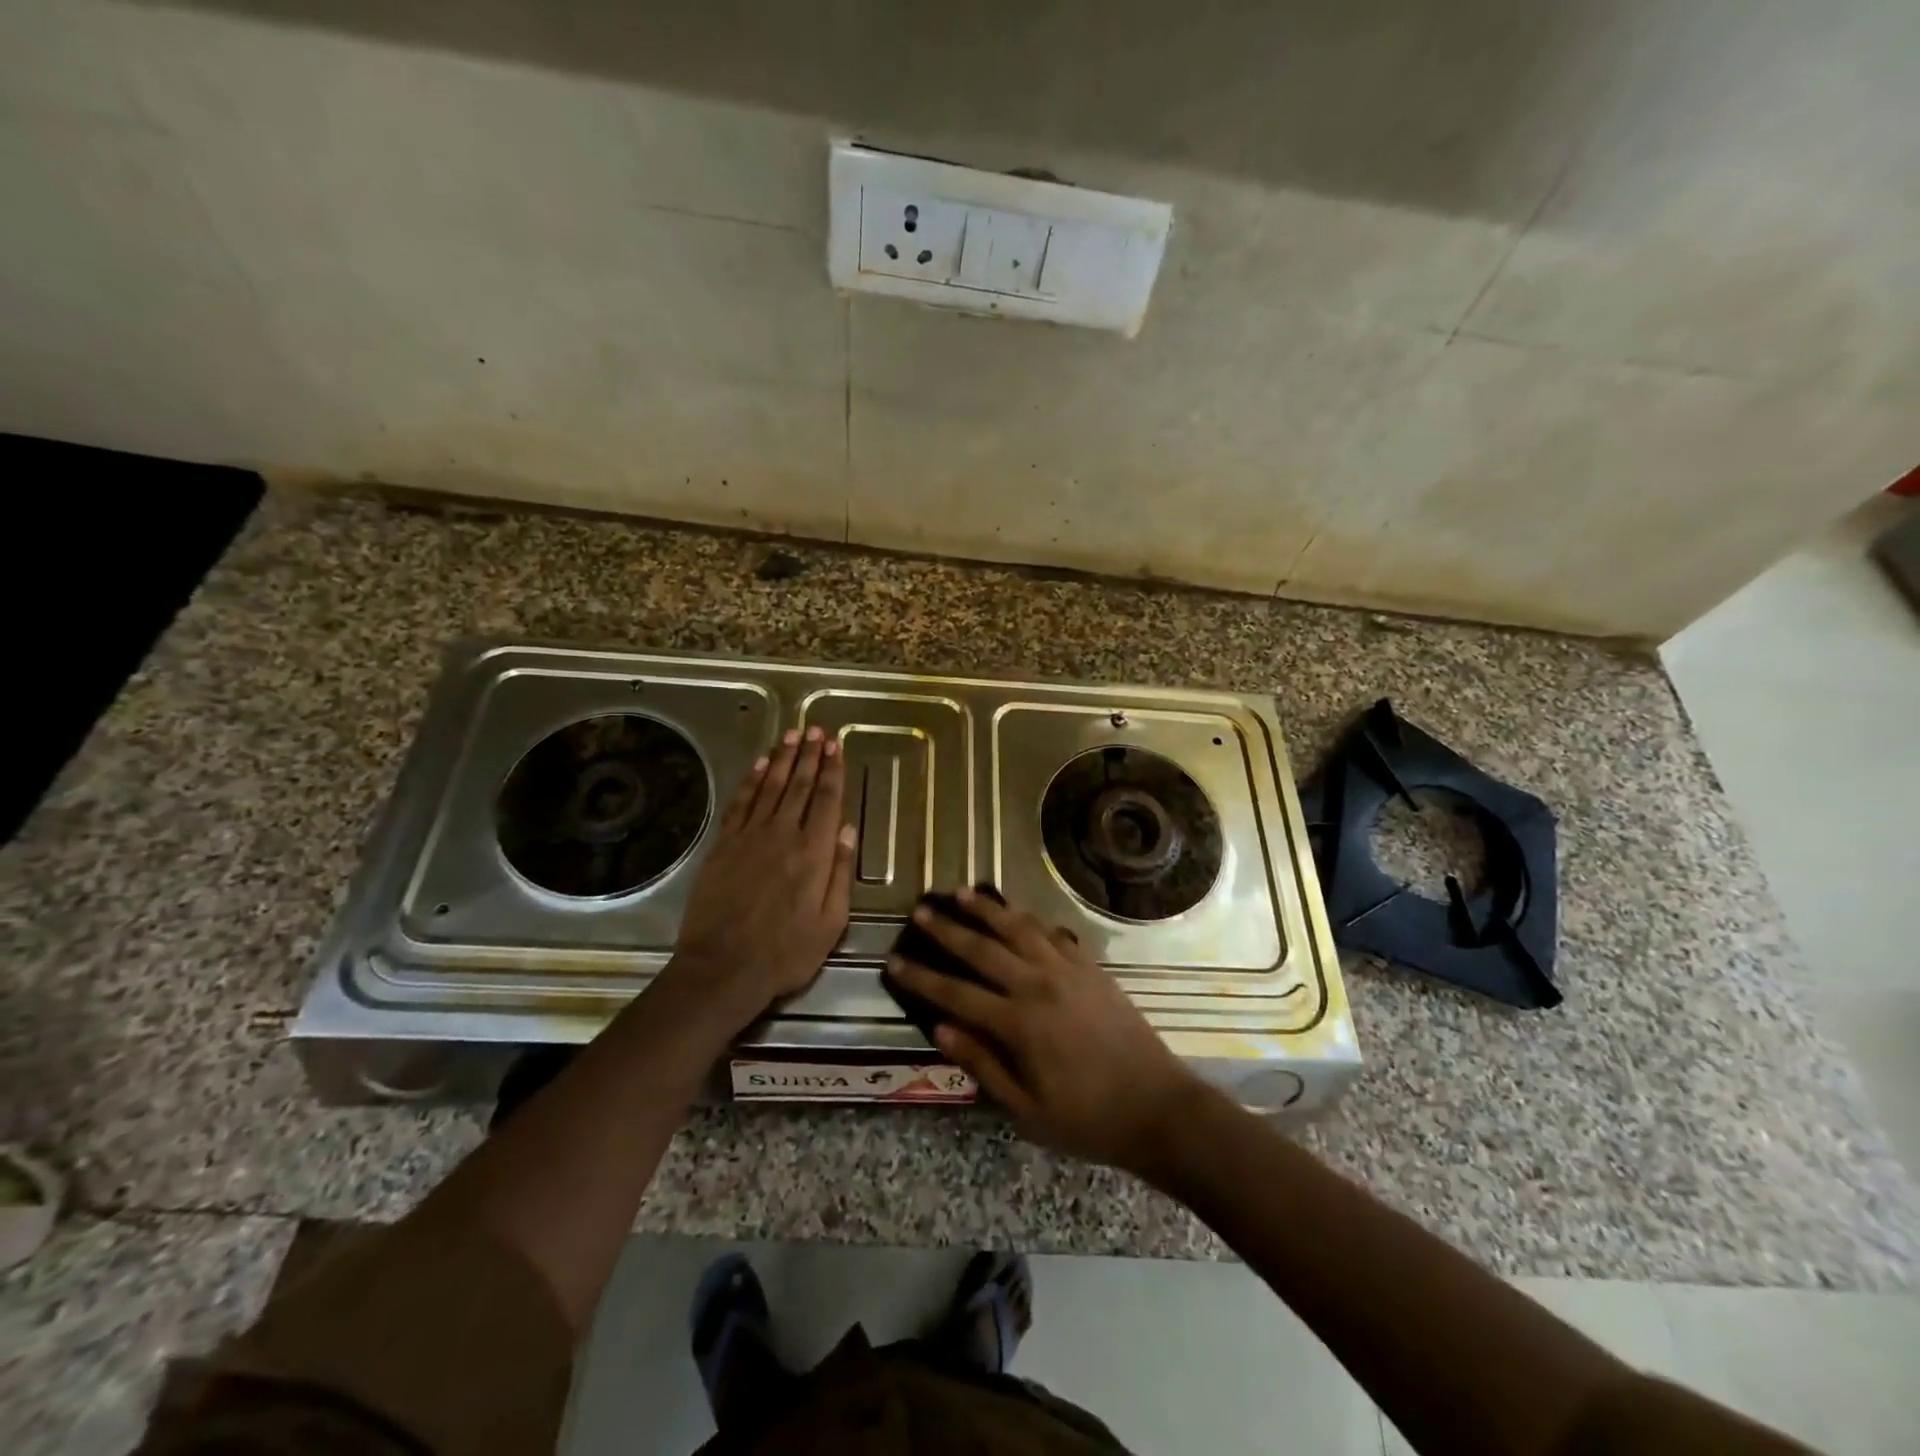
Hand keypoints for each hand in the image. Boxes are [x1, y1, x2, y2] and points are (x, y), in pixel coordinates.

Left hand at [668, 726, 855, 1025]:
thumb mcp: (831, 923)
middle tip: (816, 730)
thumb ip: (840, 873)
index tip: (836, 746)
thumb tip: (847, 830)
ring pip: (769, 787)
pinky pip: (740, 803)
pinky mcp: (723, 845)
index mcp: (814, 853)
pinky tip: (759, 765)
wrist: (722, 969)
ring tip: (792, 736)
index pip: (826, 800)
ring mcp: (749, 837)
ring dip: (782, 759)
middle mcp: (783, 835)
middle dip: (810, 755)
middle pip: (799, 785)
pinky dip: (750, 781)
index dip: (832, 770)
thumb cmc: (785, 953)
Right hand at [887, 888, 1206, 1171]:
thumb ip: (982, 1065)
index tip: (894, 961)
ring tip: (962, 892)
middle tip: (921, 910)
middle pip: (983, 949)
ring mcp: (1068, 971)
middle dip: (947, 929)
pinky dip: (1029, 919)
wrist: (1158, 1107)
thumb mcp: (1027, 1111)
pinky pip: (1052, 933)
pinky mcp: (1091, 968)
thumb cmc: (1088, 1119)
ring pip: (1019, 928)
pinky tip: (1016, 912)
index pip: (956, 993)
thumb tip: (940, 1029)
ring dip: (988, 909)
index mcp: (1019, 1024)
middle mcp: (1039, 985)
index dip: (922, 978)